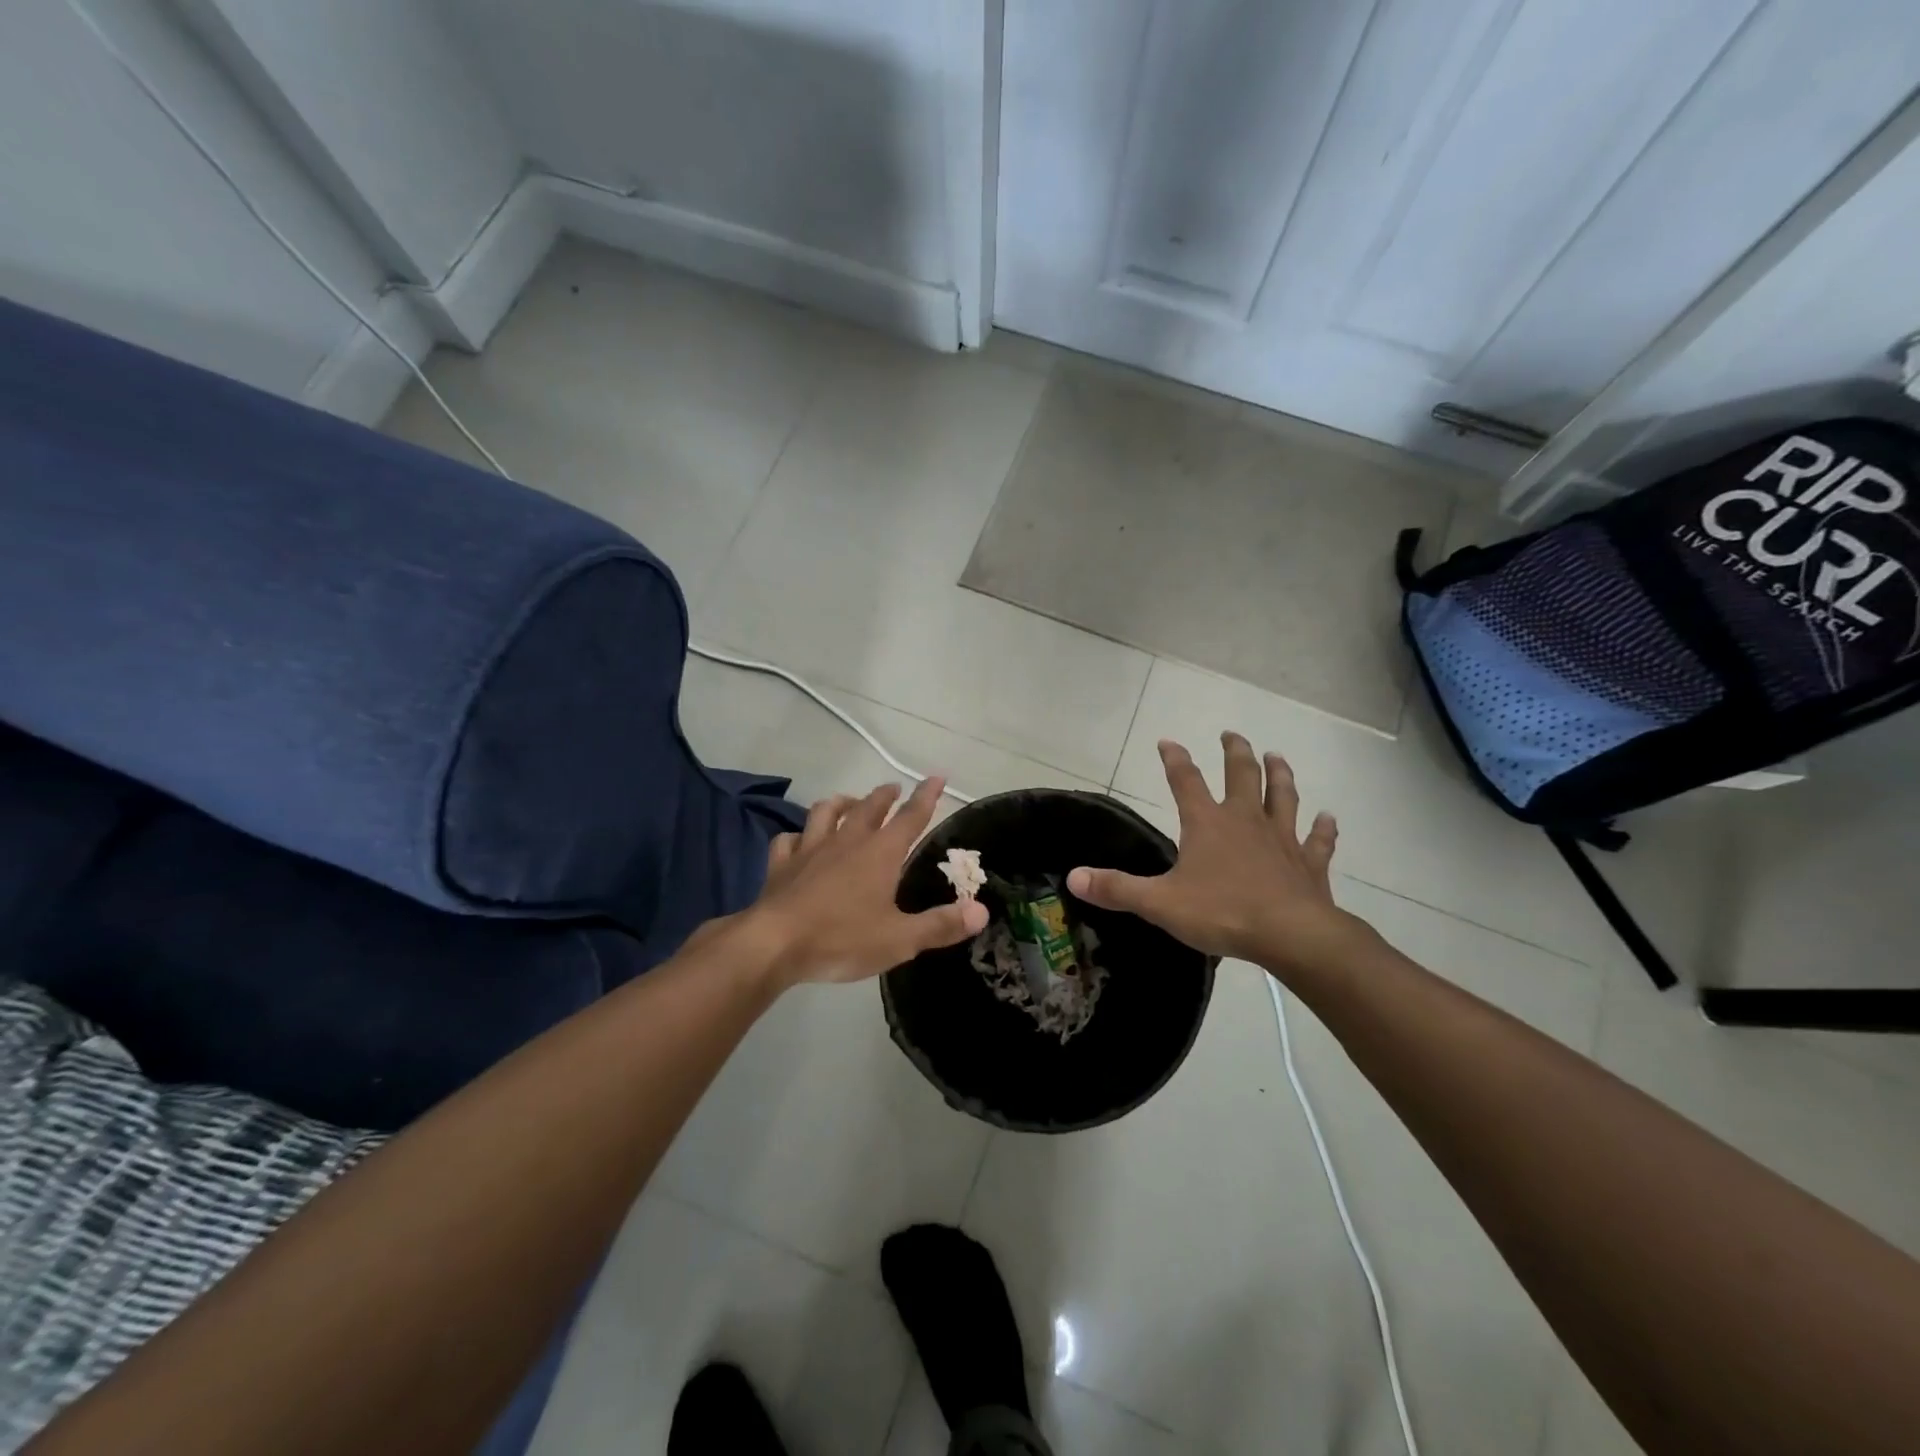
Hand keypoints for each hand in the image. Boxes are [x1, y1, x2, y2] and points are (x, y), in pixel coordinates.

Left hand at [742, 777, 989, 987]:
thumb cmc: (843, 938)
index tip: (936, 776)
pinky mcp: (781, 864)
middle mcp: (846, 841)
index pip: (910, 817)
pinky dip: (796, 836)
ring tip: (847, 802)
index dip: (926, 796)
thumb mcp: (900, 939)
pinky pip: (788, 840)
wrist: (774, 944)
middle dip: (884, 795)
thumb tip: (981, 911)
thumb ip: (941, 925)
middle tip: (893, 788)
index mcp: (880, 853)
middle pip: (869, 807)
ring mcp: (810, 849)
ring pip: (825, 812)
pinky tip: (797, 840)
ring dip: (840, 803)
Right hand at [1066, 733, 1371, 974]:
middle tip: (1232, 734)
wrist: (1291, 935)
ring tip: (1276, 756)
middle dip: (1235, 752)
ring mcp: (1282, 839)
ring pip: (1282, 797)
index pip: (1185, 780)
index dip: (1175, 758)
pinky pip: (1318, 841)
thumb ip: (1117, 888)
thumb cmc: (1222, 912)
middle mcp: (1245, 821)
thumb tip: (1072, 877)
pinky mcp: (1309, 864)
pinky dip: (1324, 828)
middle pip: (1242, 775)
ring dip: (1279, 775)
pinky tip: (1328, 818)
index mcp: (1207, 823)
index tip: (1167, 740)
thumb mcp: (1159, 902)